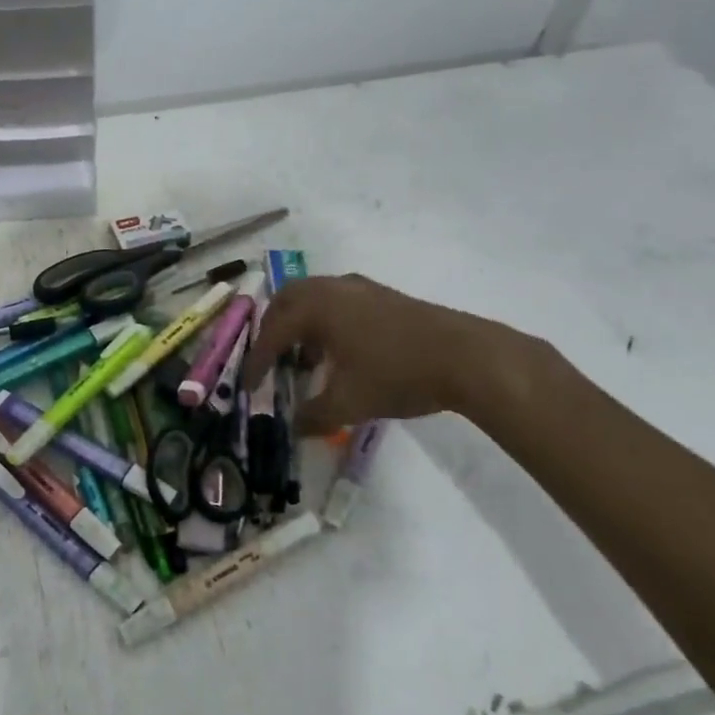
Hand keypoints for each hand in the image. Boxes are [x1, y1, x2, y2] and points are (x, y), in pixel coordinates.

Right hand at [240, 274, 534, 435]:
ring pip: (314, 297)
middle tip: (269, 360)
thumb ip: (314, 415)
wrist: (466, 357)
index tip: (248, 386)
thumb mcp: (349, 403)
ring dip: (300, 324)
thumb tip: (294, 426)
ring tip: (304, 359)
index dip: (257, 362)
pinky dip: (325, 321)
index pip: (272, 333)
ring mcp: (361, 287)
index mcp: (317, 307)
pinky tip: (339, 352)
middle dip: (272, 330)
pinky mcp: (383, 296)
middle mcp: (333, 288)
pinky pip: (337, 301)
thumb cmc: (397, 374)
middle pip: (287, 301)